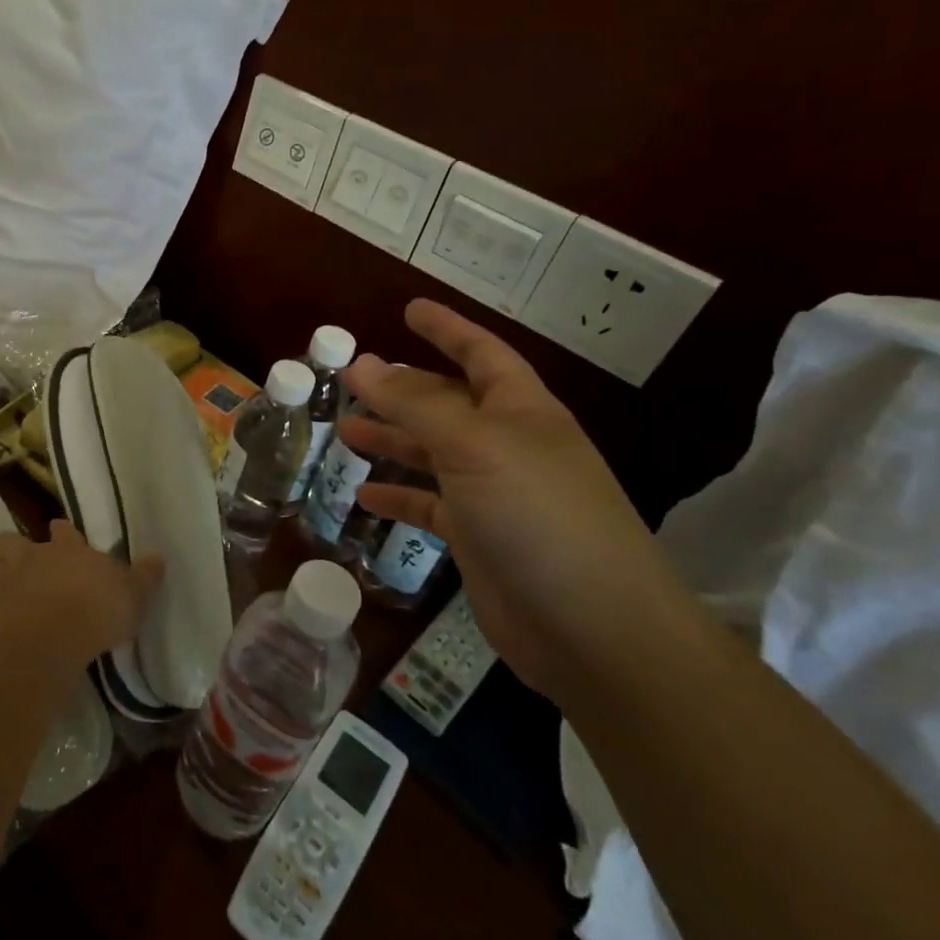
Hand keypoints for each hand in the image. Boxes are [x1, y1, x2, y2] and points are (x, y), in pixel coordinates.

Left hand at [0, 520, 164, 665]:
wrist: (46, 636)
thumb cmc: (95, 609)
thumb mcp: (132, 595)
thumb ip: (143, 577)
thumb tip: (158, 557)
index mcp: (66, 548)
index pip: (62, 529)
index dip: (62, 532)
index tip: (62, 534)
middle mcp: (30, 556)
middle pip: (11, 539)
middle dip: (13, 547)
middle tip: (22, 562)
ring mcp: (2, 581)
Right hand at [340, 299, 674, 698]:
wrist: (594, 630)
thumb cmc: (539, 517)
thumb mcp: (474, 446)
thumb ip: (415, 404)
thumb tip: (362, 363)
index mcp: (521, 411)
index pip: (482, 354)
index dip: (447, 328)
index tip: (409, 308)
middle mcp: (508, 446)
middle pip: (447, 404)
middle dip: (402, 389)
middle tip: (352, 378)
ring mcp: (494, 495)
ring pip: (432, 454)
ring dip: (391, 440)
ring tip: (344, 431)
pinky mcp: (478, 540)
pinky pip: (429, 507)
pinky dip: (399, 498)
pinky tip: (365, 497)